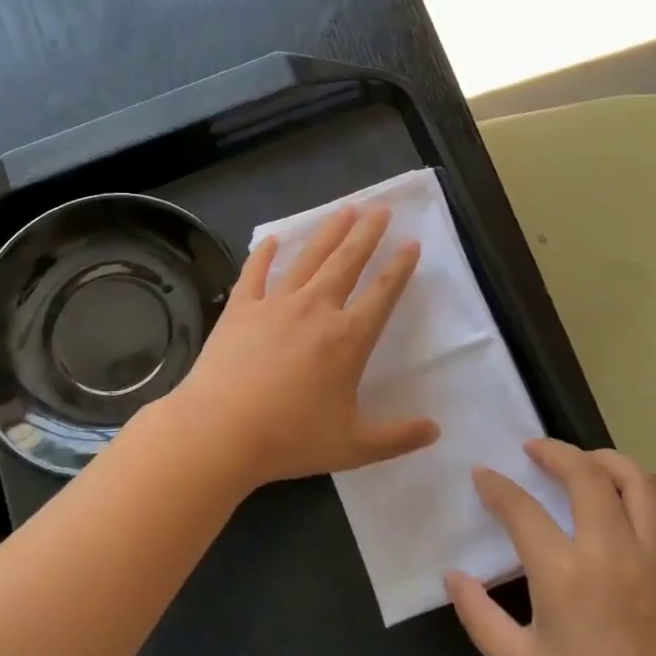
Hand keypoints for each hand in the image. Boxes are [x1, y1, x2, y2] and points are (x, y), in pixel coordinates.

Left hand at [160, 205, 439, 492]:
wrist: (220, 430)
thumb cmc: (290, 438)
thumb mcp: (353, 446)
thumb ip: (397, 437)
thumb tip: (435, 429)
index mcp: (348, 339)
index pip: (382, 294)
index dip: (399, 268)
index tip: (411, 244)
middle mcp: (315, 310)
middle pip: (347, 262)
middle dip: (367, 234)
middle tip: (381, 209)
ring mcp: (275, 304)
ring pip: (308, 259)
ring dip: (328, 233)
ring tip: (344, 210)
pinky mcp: (240, 309)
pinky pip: (255, 273)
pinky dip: (263, 254)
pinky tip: (270, 239)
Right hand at [447, 440, 655, 655]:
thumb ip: (478, 613)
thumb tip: (452, 575)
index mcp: (565, 575)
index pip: (522, 508)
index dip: (497, 486)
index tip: (483, 475)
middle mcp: (615, 555)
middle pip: (589, 475)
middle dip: (556, 452)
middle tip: (535, 451)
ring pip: (645, 486)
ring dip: (613, 464)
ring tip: (590, 466)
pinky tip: (643, 518)